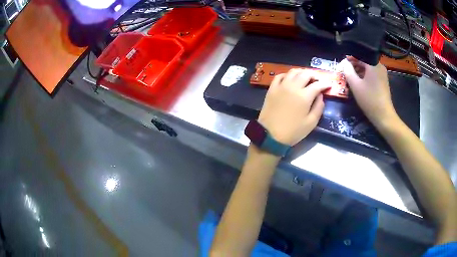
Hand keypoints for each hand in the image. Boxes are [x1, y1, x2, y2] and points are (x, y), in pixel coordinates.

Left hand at [258, 69, 330, 145]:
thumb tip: (320, 95)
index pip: (317, 85)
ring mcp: (281, 86)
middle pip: (305, 74)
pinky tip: (290, 78)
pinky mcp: (272, 89)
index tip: (329, 85)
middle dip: (314, 75)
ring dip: (301, 72)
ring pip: (293, 72)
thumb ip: (318, 107)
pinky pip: (279, 76)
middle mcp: (293, 87)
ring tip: (306, 77)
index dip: (325, 84)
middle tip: (318, 80)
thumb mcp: (311, 123)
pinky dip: (287, 75)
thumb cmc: (293, 131)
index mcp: (304, 96)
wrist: (270, 135)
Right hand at [342, 56, 398, 127]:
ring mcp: (382, 73)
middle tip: (344, 72)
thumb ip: (347, 71)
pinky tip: (359, 82)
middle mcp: (379, 65)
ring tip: (350, 78)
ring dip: (358, 71)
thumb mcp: (355, 85)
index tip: (341, 66)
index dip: (348, 59)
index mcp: (373, 63)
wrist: (384, 116)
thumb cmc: (369, 100)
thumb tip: (343, 63)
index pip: (358, 54)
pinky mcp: (382, 80)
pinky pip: (371, 73)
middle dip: (353, 65)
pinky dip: (364, 75)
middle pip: (363, 60)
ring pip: (367, 67)